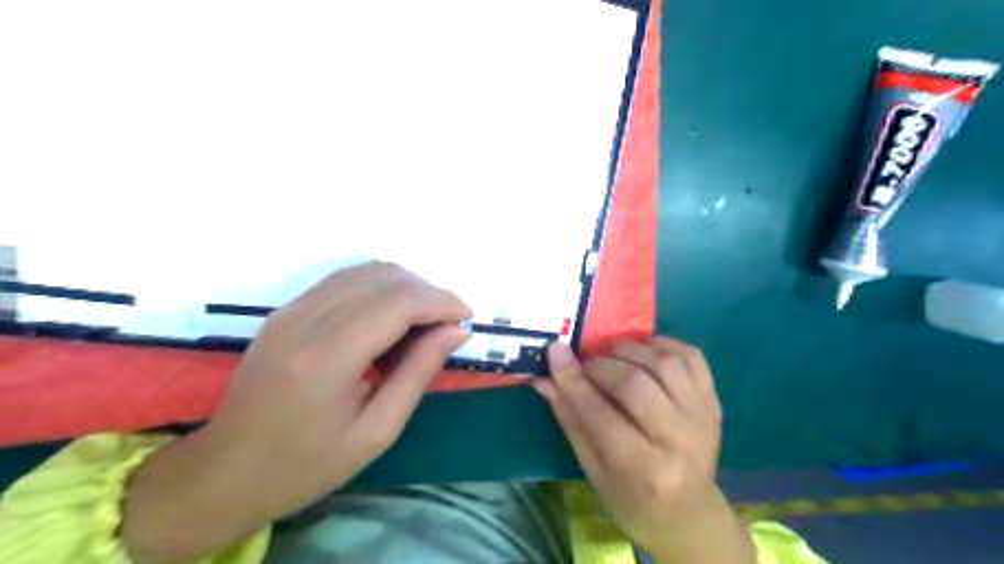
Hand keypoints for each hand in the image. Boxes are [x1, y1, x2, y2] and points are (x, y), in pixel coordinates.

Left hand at [122, 265, 474, 562]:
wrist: (226, 471)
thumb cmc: (307, 464)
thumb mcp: (377, 430)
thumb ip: (419, 372)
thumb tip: (457, 331)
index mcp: (328, 357)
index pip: (398, 302)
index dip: (441, 301)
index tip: (467, 317)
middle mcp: (306, 319)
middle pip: (384, 277)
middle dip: (428, 292)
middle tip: (448, 324)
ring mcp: (291, 309)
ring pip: (365, 271)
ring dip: (405, 287)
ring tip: (423, 321)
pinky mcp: (286, 310)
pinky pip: (345, 280)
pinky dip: (379, 288)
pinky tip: (390, 318)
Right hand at [533, 337, 751, 561]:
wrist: (690, 515)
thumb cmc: (632, 499)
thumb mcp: (592, 469)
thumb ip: (570, 418)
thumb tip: (545, 377)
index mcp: (643, 470)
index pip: (599, 414)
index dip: (573, 379)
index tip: (555, 351)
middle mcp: (679, 442)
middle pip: (634, 384)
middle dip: (600, 365)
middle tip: (586, 364)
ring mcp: (702, 419)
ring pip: (664, 363)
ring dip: (630, 350)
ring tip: (612, 355)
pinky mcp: (714, 402)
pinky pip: (691, 357)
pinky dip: (663, 344)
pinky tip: (644, 351)